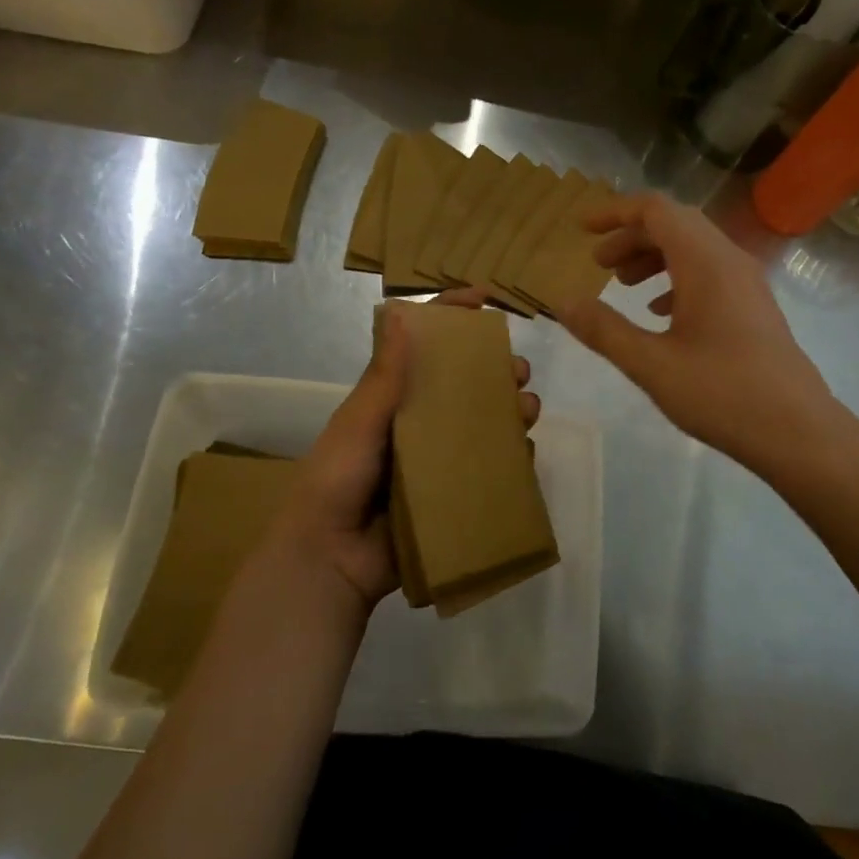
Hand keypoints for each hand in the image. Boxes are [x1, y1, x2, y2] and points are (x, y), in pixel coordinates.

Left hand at [273, 285, 540, 612]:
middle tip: (518, 370)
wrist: (331, 559)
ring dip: (510, 410)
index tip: (484, 299)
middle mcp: (418, 423)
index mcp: (392, 399)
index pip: (423, 347)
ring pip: (483, 424)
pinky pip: (489, 469)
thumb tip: (402, 311)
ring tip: (528, 409)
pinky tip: (526, 451)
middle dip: (495, 370)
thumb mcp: (359, 421)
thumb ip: (385, 375)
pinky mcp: (453, 494)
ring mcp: (438, 460)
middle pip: (464, 385)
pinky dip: (511, 457)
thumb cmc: (337, 479)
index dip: (451, 317)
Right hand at [556, 193, 841, 474]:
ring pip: (694, 249)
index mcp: (705, 262)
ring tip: (623, 286)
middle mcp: (730, 261)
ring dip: (654, 257)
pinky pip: (710, 273)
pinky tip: (660, 313)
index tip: (581, 229)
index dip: (615, 213)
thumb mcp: (651, 365)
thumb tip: (562, 302)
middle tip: (598, 265)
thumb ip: (604, 330)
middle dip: (631, 237)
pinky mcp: (755, 307)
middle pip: (675, 225)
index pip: (656, 210)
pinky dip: (677, 279)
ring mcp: (748, 283)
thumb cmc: (722, 394)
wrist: (799, 432)